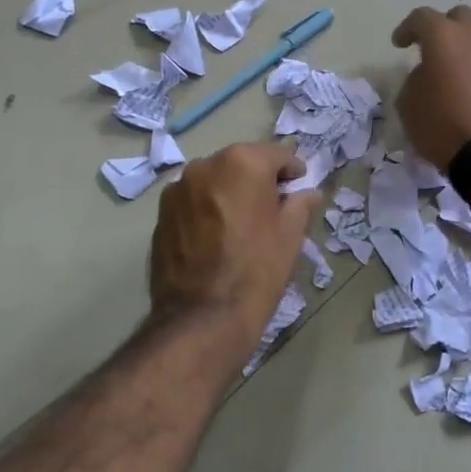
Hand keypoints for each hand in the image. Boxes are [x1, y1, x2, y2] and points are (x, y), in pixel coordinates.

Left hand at [149, 143, 320, 355]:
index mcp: (243, 162)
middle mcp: (206, 164)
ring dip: (229, 193)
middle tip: (272, 209)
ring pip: (214, 181)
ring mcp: (178, 188)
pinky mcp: (161, 213)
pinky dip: (206, 209)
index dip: (293, 172)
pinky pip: (193, 201)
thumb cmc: (256, 270)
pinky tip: (215, 237)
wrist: (202, 316)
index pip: (277, 155)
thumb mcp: (290, 235)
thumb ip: (300, 204)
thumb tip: (309, 192)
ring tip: (240, 225)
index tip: (299, 190)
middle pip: (241, 163)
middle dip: (258, 180)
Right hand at [391, 5, 470, 169]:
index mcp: (444, 37)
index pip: (422, 18)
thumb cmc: (442, 126)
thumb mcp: (409, 104)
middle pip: (459, 17)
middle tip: (432, 49)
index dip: (407, 29)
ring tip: (460, 62)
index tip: (399, 44)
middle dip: (443, 28)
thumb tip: (428, 74)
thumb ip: (415, 79)